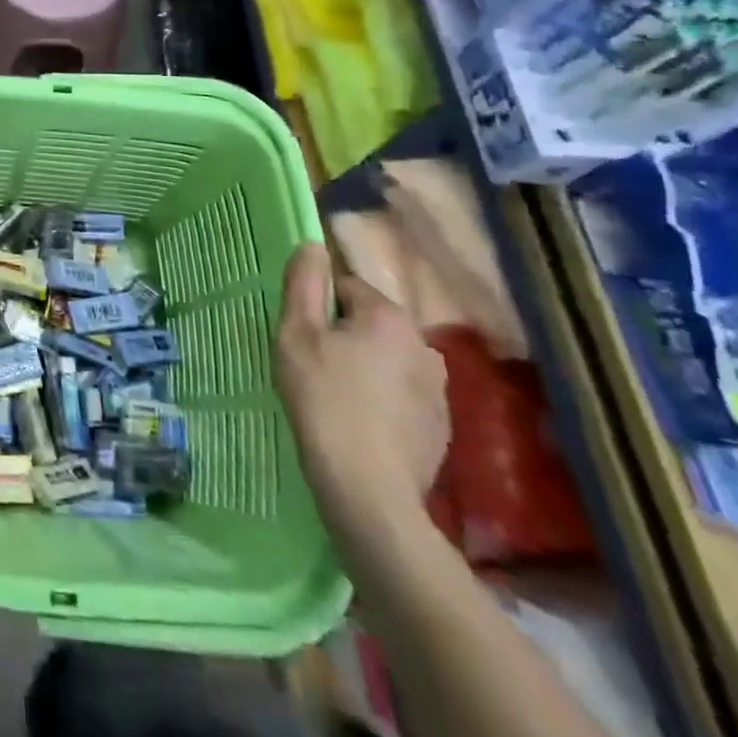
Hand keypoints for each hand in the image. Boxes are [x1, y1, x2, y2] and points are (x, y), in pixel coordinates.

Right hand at [276, 241, 448, 538]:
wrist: (368, 491)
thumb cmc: (324, 400)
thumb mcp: (296, 334)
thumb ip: (303, 284)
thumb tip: (312, 245)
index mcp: (390, 317)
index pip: (345, 289)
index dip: (316, 309)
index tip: (299, 338)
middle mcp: (425, 345)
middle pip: (369, 324)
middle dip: (341, 338)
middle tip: (311, 368)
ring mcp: (439, 391)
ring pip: (386, 361)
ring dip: (362, 370)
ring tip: (333, 400)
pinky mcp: (440, 429)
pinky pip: (401, 397)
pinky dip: (380, 403)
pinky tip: (357, 426)